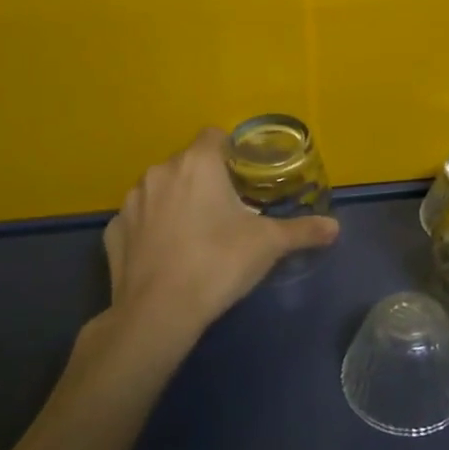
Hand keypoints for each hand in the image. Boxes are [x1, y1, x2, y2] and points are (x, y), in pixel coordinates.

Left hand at [100, 128, 339, 350]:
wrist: (158, 313)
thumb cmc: (218, 263)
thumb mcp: (268, 245)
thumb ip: (302, 230)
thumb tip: (335, 227)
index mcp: (197, 163)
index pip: (215, 136)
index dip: (231, 152)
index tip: (244, 177)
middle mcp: (160, 172)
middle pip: (188, 163)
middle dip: (206, 180)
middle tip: (227, 211)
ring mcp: (131, 201)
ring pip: (161, 189)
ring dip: (177, 201)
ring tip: (196, 234)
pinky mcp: (113, 230)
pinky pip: (139, 219)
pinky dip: (152, 228)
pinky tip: (166, 254)